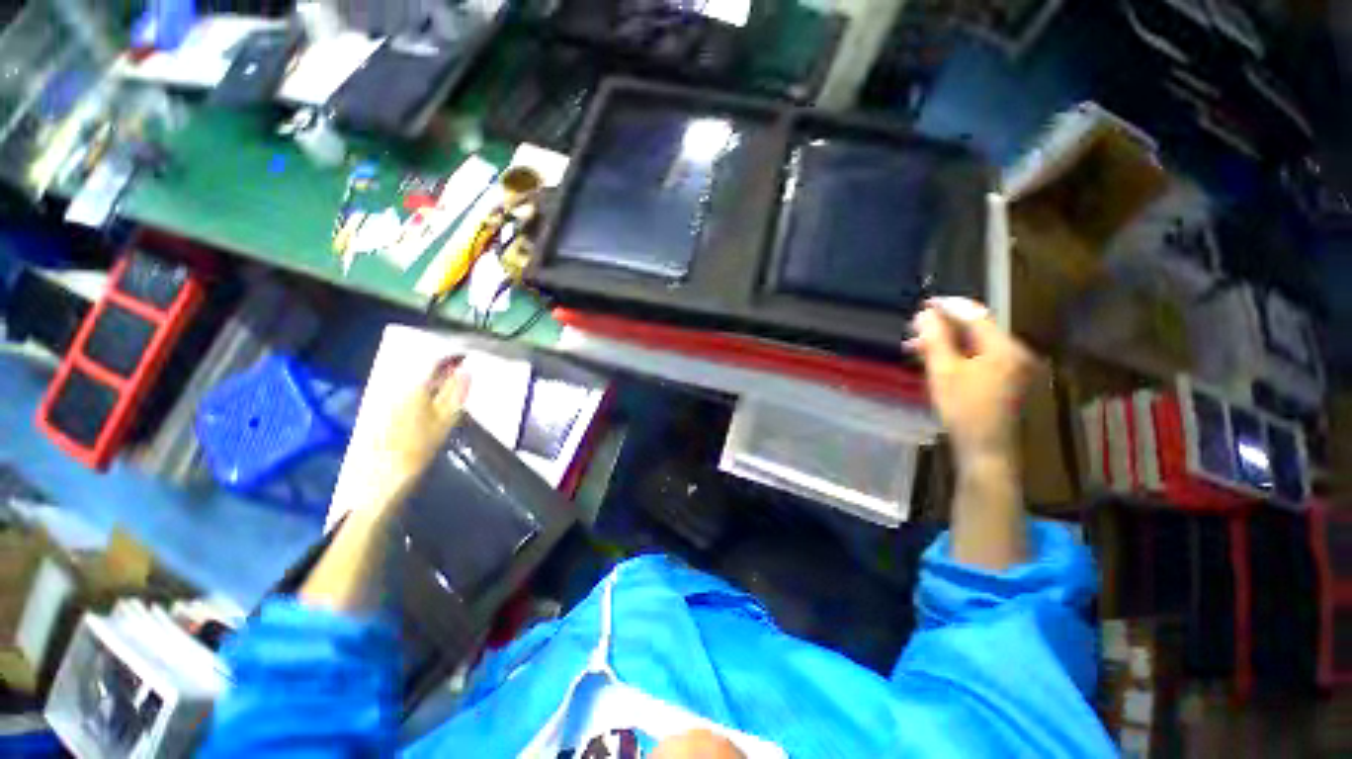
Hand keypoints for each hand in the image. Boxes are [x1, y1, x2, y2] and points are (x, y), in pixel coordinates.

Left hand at [331, 358, 470, 519]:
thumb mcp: (444, 421)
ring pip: (416, 387)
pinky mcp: (383, 416)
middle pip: (424, 375)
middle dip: (443, 374)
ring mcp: (388, 403)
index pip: (435, 364)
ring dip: (433, 387)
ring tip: (450, 394)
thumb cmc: (418, 449)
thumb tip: (466, 371)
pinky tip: (429, 410)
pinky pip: (407, 398)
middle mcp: (399, 390)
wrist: (381, 478)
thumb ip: (455, 394)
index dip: (452, 360)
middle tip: (462, 380)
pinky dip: (421, 399)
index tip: (467, 361)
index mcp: (415, 389)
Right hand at [905, 297, 1038, 465]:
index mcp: (1004, 347)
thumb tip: (924, 315)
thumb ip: (935, 339)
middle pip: (976, 329)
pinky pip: (978, 357)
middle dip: (945, 326)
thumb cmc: (964, 409)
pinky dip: (957, 354)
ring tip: (918, 345)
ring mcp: (1012, 367)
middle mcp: (1013, 352)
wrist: (986, 449)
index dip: (948, 307)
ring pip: (975, 344)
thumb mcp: (943, 372)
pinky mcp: (1004, 380)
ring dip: (947, 341)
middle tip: (915, 329)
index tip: (923, 304)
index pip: (975, 314)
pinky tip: (936, 359)